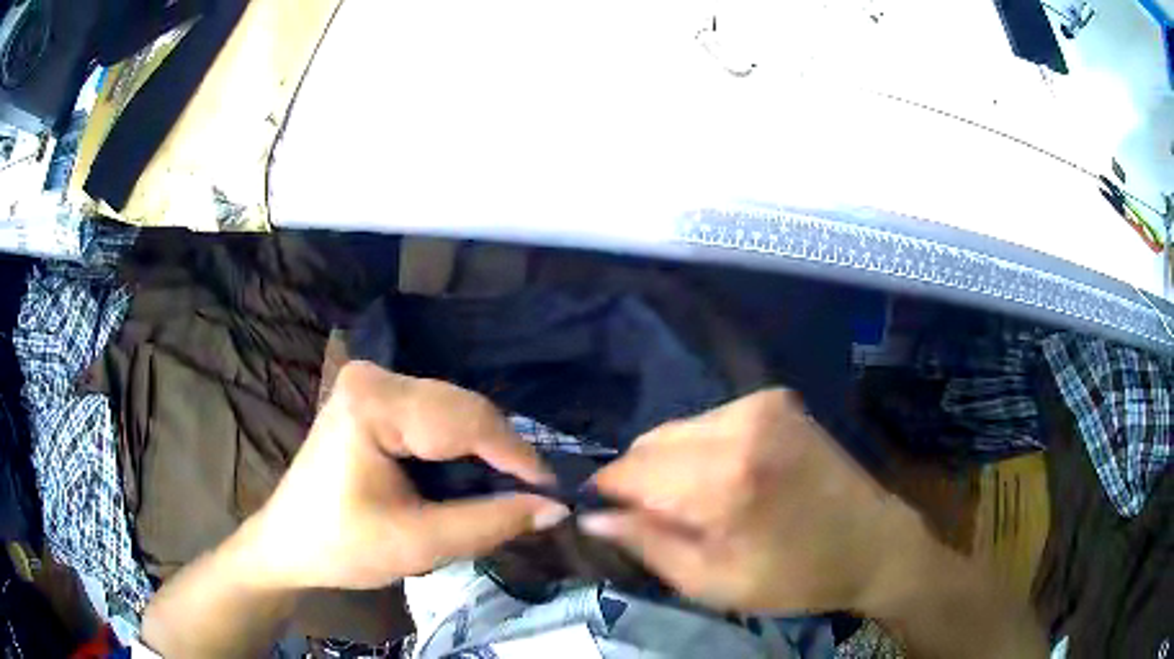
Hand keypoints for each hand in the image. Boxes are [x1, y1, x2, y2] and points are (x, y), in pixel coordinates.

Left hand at [232, 361, 568, 591]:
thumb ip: (490, 523)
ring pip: (455, 411)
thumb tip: (555, 508)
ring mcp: (372, 382)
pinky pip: (438, 415)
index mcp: (373, 403)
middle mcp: (374, 377)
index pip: (467, 420)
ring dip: (485, 452)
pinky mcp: (374, 397)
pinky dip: (462, 447)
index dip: (517, 457)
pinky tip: (470, 478)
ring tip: (505, 493)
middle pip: (463, 409)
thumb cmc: (342, 547)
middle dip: (502, 455)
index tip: (554, 495)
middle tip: (532, 500)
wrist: (289, 543)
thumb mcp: (419, 544)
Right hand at [580, 389, 925, 613]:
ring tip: (701, 503)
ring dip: (672, 465)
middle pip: (651, 442)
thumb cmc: (795, 577)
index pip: (631, 470)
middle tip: (664, 520)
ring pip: (678, 430)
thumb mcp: (713, 583)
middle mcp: (740, 426)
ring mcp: (762, 404)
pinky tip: (728, 479)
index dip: (610, 493)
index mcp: (725, 480)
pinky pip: (710, 422)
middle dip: (642, 481)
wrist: (872, 542)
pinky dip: (702, 450)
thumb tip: (593, 515)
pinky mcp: (776, 399)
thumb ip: (648, 545)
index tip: (611, 516)